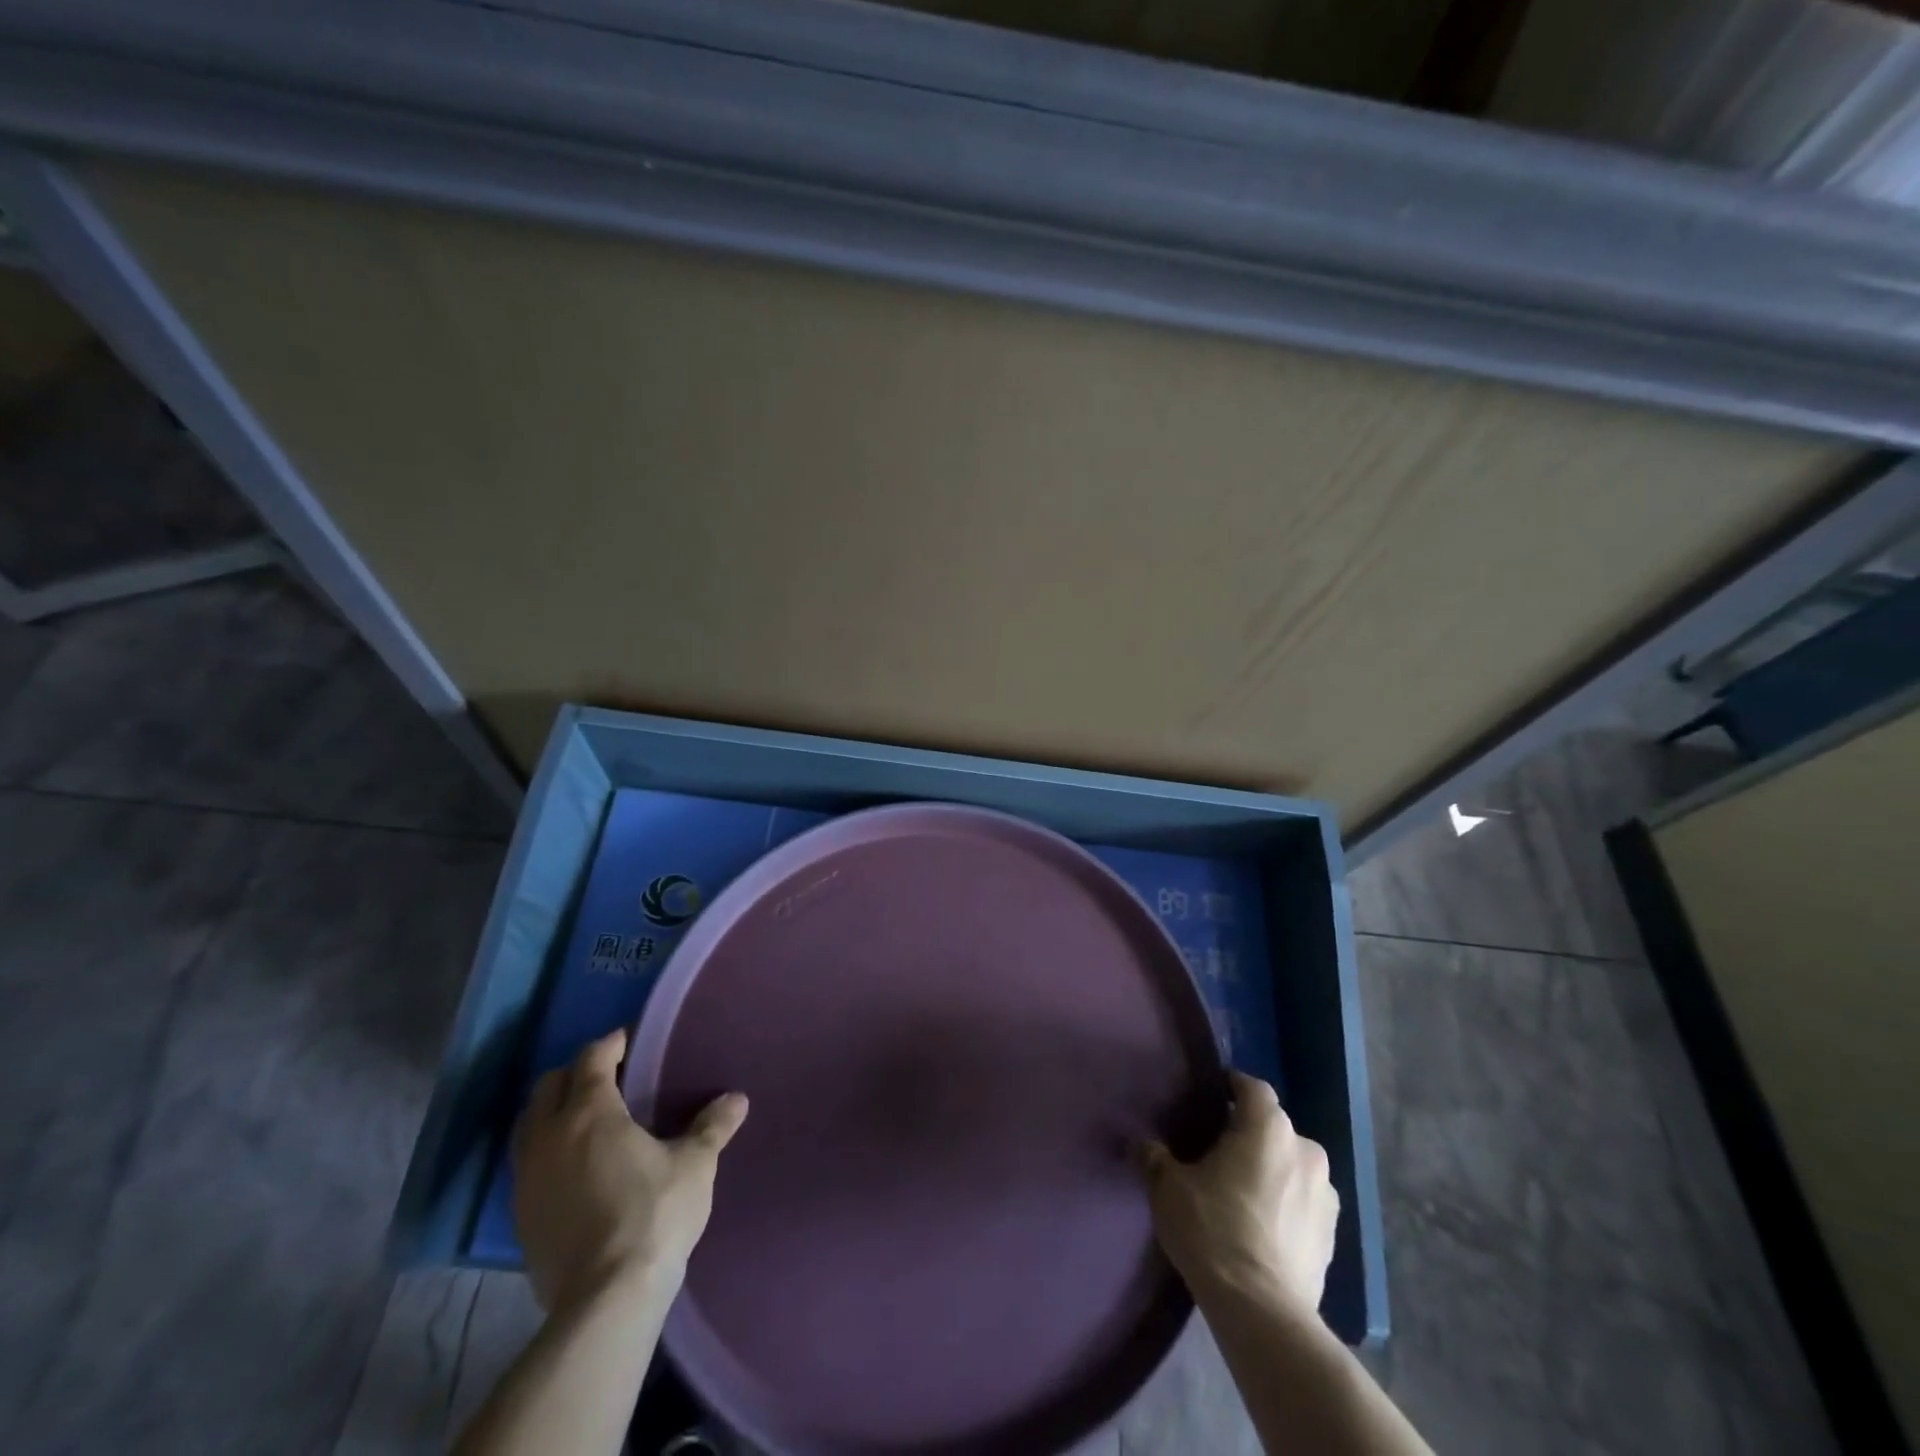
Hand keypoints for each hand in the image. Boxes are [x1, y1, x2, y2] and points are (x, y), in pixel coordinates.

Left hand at [512, 1028, 747, 1313]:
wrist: (605, 1300)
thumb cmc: (654, 1214)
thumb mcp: (694, 1165)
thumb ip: (713, 1126)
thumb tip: (737, 1098)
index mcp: (591, 1113)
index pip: (591, 1059)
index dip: (611, 1044)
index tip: (629, 1040)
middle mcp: (549, 1136)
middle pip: (548, 1086)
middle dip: (575, 1073)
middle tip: (608, 1077)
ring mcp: (528, 1178)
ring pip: (528, 1125)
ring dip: (552, 1111)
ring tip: (585, 1119)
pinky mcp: (520, 1215)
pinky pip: (526, 1163)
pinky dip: (545, 1150)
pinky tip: (572, 1166)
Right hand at [1138, 1070, 1337, 1313]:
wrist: (1262, 1311)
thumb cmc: (1213, 1230)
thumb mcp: (1168, 1188)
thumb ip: (1155, 1158)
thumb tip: (1143, 1145)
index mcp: (1268, 1127)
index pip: (1252, 1087)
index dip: (1231, 1087)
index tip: (1210, 1098)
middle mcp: (1305, 1150)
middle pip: (1274, 1127)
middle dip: (1250, 1133)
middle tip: (1218, 1151)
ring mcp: (1326, 1195)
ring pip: (1293, 1165)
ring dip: (1272, 1170)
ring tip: (1242, 1191)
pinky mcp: (1334, 1236)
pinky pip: (1304, 1202)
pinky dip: (1287, 1204)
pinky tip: (1262, 1226)